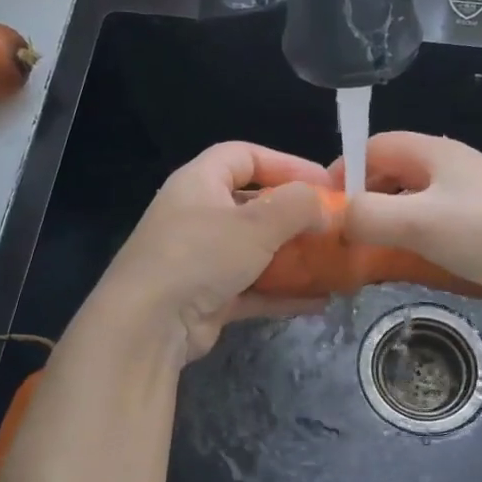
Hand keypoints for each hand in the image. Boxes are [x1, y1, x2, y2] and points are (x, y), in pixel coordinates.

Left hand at [90, 142, 330, 364]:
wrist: (148, 324)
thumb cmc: (201, 256)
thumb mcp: (257, 224)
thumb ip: (298, 206)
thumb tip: (326, 206)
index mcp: (199, 183)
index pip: (243, 156)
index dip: (285, 163)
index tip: (323, 182)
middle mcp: (197, 216)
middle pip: (253, 206)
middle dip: (294, 216)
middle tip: (333, 226)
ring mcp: (201, 260)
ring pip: (255, 252)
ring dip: (293, 258)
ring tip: (332, 264)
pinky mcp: (208, 298)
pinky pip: (253, 289)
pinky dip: (283, 293)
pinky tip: (318, 301)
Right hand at [331, 132, 481, 299]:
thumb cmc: (480, 232)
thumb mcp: (415, 222)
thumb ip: (366, 216)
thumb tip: (335, 219)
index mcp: (433, 151)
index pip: (373, 145)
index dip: (344, 168)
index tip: (326, 205)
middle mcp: (449, 164)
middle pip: (390, 170)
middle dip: (363, 196)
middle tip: (346, 230)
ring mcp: (466, 192)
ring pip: (410, 196)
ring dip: (386, 217)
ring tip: (369, 247)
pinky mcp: (478, 220)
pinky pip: (430, 217)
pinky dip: (409, 232)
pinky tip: (405, 256)